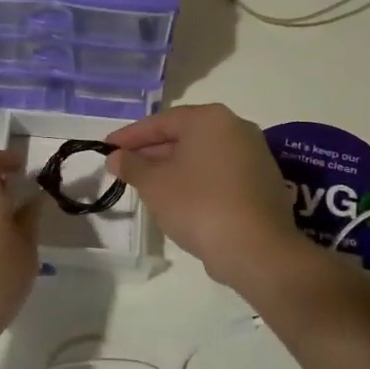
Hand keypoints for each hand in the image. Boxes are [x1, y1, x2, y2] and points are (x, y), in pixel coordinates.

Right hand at [106, 103, 303, 291]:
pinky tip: (179, 200)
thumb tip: (115, 157)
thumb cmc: (198, 205)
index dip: (129, 137)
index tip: (106, 148)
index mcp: (210, 119)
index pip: (160, 122)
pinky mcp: (263, 183)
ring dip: (173, 168)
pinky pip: (219, 174)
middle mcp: (237, 128)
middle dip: (151, 153)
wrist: (256, 249)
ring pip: (202, 157)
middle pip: (184, 136)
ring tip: (147, 186)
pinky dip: (196, 181)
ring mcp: (255, 156)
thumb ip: (131, 166)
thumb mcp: (154, 184)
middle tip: (124, 168)